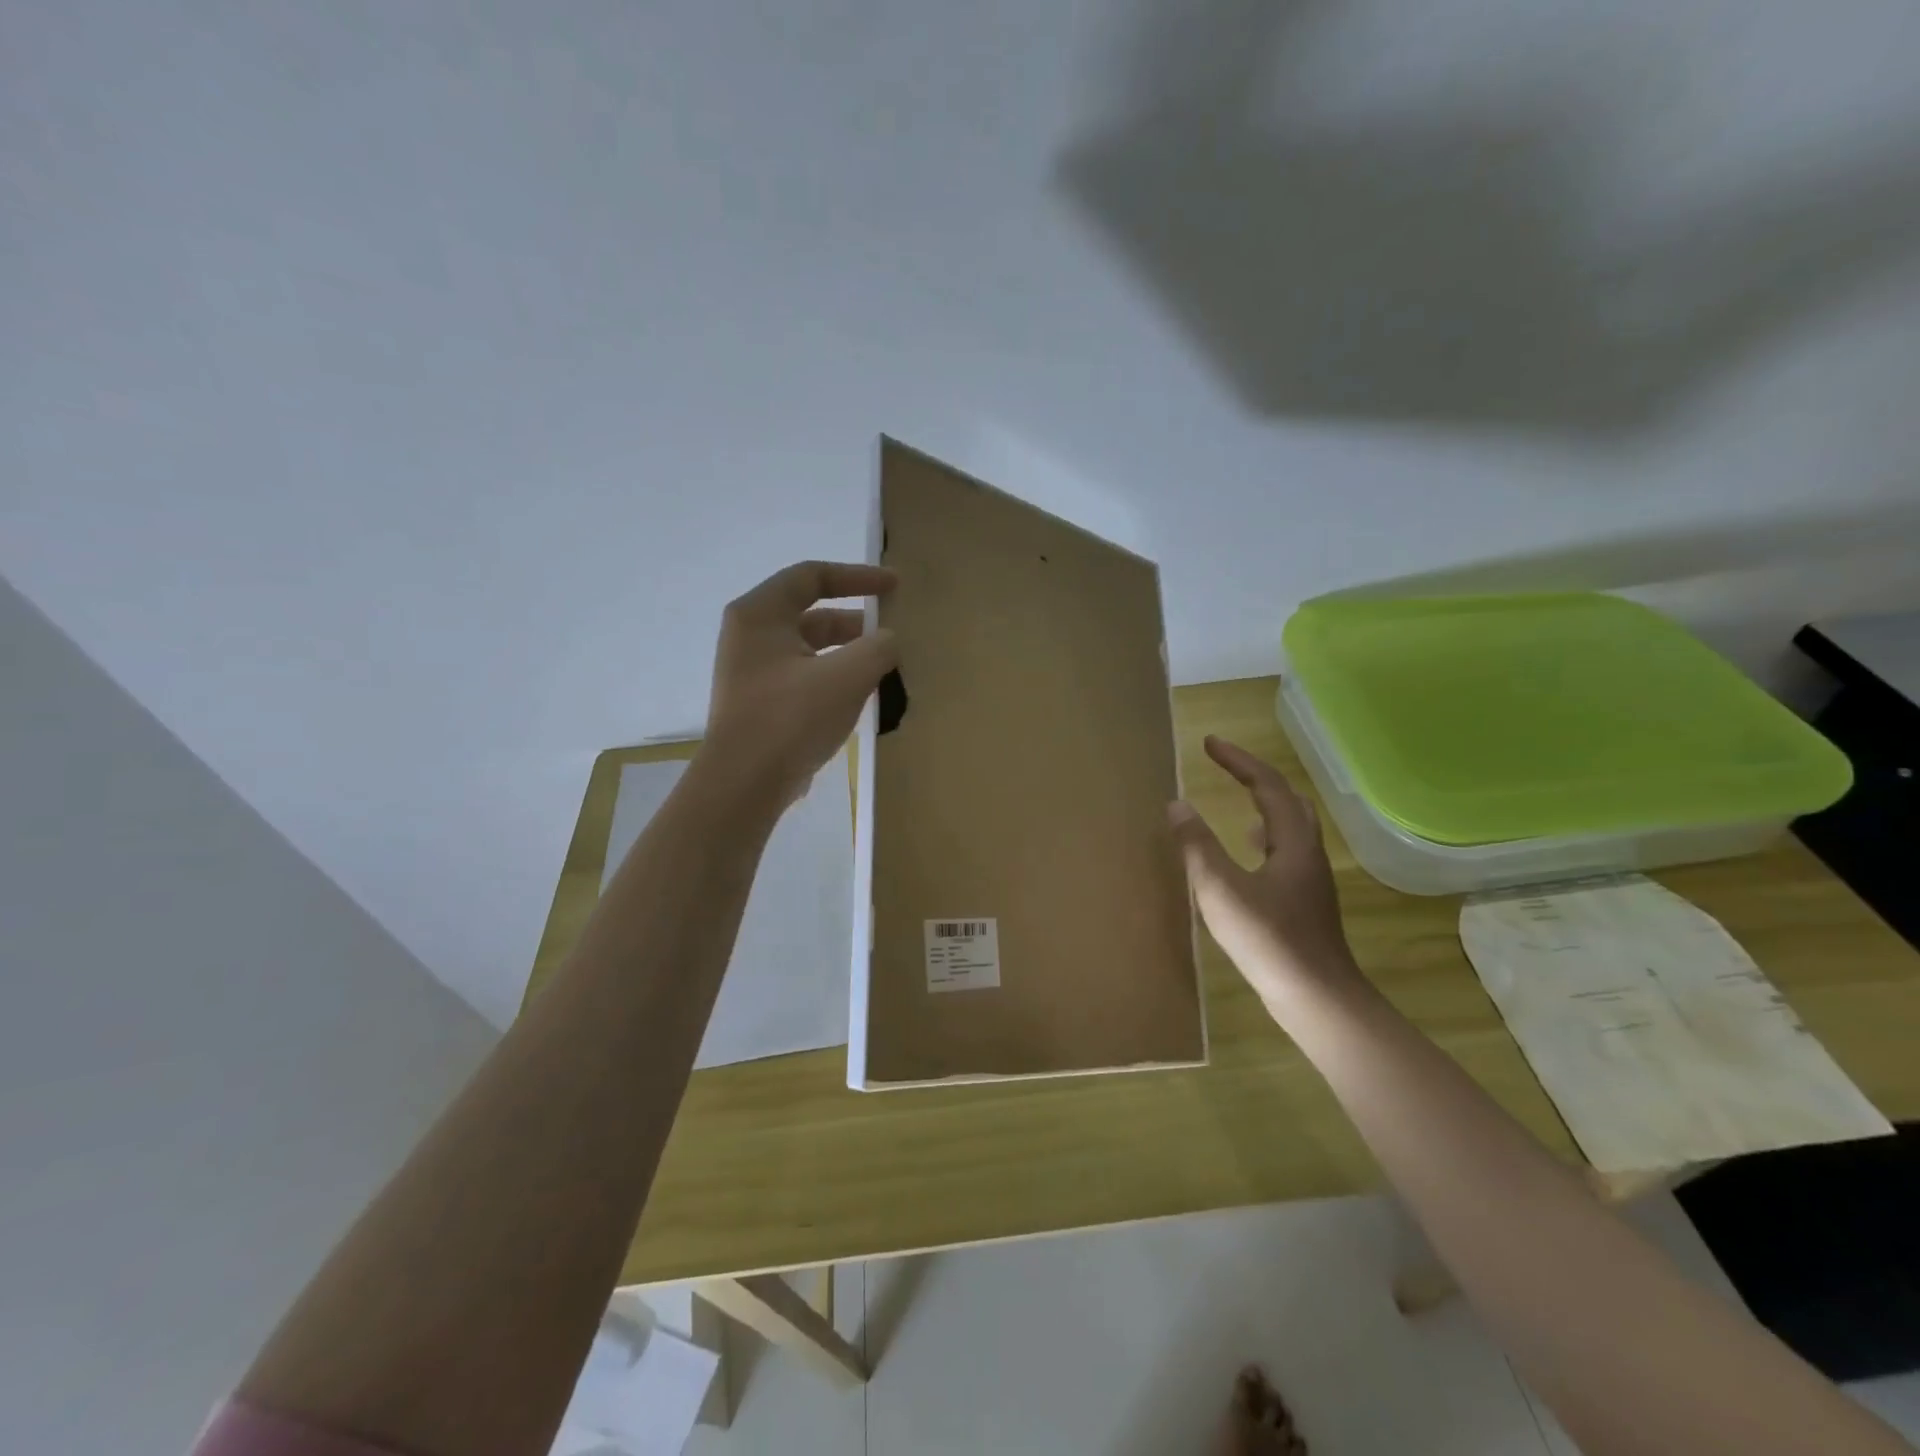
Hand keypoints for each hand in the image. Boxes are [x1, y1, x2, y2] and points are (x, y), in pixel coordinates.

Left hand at [699, 560, 897, 806]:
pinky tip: (860, 696)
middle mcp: (751, 635)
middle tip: (893, 636)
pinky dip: (834, 676)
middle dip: (856, 622)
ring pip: (811, 648)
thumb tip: (889, 641)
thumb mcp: (845, 677)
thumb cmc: (790, 719)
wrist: (744, 784)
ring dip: (848, 653)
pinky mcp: (761, 701)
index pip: (812, 576)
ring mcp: (753, 670)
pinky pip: (805, 675)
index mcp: (761, 614)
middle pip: (812, 613)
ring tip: (884, 669)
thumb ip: (878, 648)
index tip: (894, 587)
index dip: (858, 576)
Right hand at [1169, 735, 1363, 1011]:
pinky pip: (1286, 852)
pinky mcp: (1305, 902)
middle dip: (1256, 776)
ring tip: (1239, 801)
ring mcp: (1310, 880)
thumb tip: (1177, 805)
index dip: (1238, 760)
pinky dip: (1266, 838)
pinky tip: (1249, 856)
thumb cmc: (1268, 940)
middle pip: (1288, 800)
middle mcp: (1308, 853)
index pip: (1267, 785)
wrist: (1317, 999)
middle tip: (1226, 765)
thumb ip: (1197, 845)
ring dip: (1265, 805)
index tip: (1209, 743)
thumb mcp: (1220, 889)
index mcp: (1292, 842)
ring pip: (1292, 827)